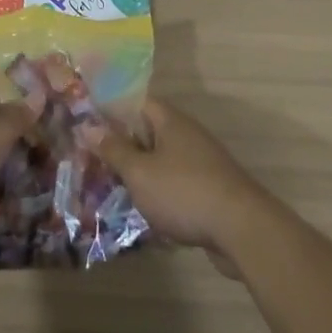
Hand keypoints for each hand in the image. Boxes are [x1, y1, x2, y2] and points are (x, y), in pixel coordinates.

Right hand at [84, 98, 270, 267]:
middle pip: (149, 131)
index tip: (88, 122)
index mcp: (171, 121)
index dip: (112, 109)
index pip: (137, 102)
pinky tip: (143, 210)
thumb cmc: (183, 192)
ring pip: (162, 160)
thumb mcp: (139, 172)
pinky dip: (159, 192)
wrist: (242, 230)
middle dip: (123, 144)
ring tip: (112, 186)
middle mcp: (188, 135)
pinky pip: (176, 183)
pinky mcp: (210, 189)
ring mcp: (202, 162)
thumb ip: (114, 149)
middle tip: (93, 158)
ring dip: (140, 171)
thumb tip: (88, 126)